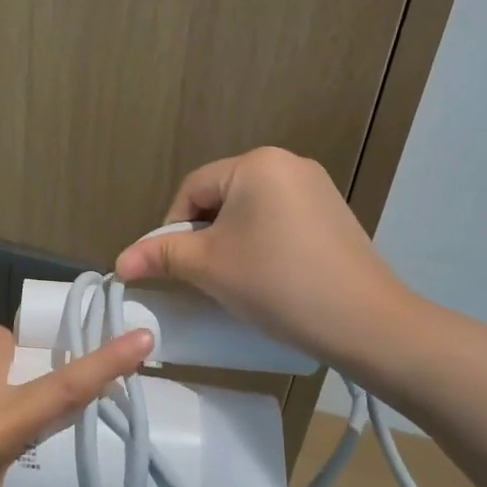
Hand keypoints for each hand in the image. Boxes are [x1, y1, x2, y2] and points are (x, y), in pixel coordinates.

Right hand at [113, 146, 419, 376]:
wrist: (367, 323)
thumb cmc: (277, 284)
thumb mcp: (209, 267)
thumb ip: (161, 256)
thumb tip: (119, 261)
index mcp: (256, 163)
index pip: (192, 190)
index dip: (173, 228)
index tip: (172, 267)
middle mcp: (287, 163)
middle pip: (221, 197)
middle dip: (204, 235)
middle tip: (202, 275)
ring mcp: (316, 187)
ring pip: (249, 210)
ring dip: (231, 240)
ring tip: (234, 279)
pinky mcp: (333, 213)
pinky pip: (279, 219)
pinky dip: (262, 242)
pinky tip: (268, 275)